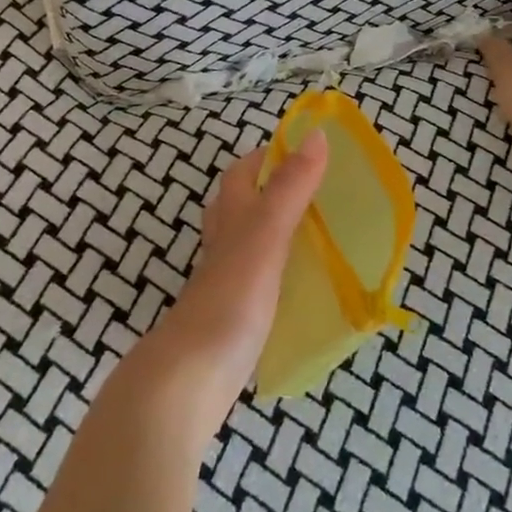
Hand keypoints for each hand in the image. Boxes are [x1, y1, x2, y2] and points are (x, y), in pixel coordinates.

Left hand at [127, 133, 328, 440]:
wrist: (190, 377)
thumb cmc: (230, 297)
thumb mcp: (266, 233)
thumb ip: (291, 187)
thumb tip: (317, 134)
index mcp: (230, 217)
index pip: (243, 172)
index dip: (269, 156)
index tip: (309, 151)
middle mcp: (224, 242)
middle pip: (242, 204)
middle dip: (275, 191)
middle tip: (321, 193)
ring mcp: (226, 280)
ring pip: (250, 241)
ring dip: (278, 230)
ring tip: (320, 233)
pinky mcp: (233, 313)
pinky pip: (259, 277)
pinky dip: (280, 270)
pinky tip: (302, 283)